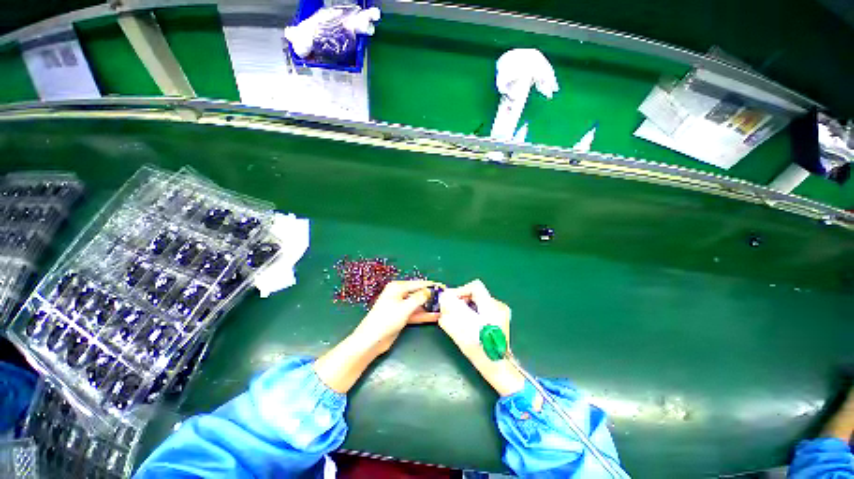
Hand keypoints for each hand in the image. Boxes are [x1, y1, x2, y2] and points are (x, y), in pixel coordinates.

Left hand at [315, 280, 438, 392]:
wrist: (371, 341)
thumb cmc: (386, 320)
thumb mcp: (405, 307)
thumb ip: (419, 298)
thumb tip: (429, 291)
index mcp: (397, 287)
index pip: (418, 284)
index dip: (431, 286)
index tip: (443, 287)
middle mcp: (399, 294)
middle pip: (418, 294)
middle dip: (431, 297)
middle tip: (446, 299)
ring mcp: (400, 306)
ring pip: (418, 304)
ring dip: (429, 307)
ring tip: (444, 308)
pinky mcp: (401, 316)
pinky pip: (415, 313)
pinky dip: (424, 315)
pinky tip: (436, 316)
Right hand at [438, 280, 524, 396]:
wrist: (499, 367)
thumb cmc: (481, 353)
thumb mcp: (462, 336)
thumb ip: (450, 317)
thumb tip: (442, 301)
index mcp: (491, 309)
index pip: (475, 287)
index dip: (460, 290)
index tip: (450, 299)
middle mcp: (498, 306)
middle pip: (476, 292)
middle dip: (461, 298)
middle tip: (450, 307)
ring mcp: (501, 311)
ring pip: (478, 299)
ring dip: (466, 304)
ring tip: (457, 314)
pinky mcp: (500, 316)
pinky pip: (482, 306)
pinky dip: (472, 309)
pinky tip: (467, 320)